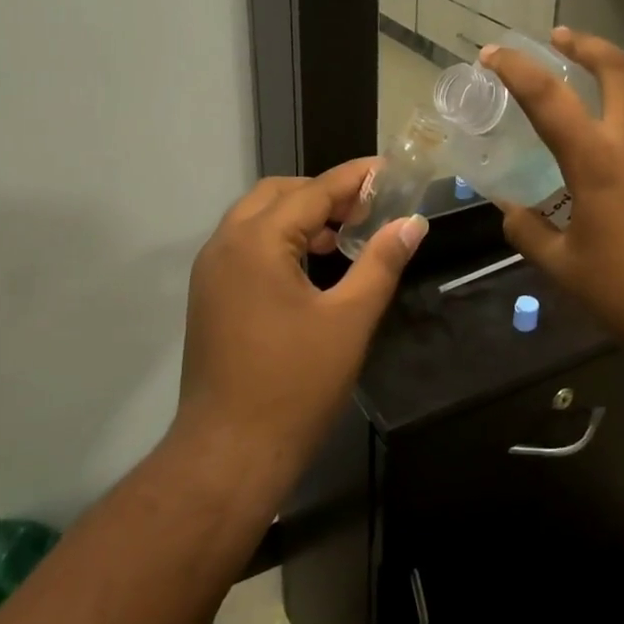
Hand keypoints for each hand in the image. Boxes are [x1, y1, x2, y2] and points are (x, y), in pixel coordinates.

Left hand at [176, 160, 426, 474]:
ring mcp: (211, 271)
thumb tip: (412, 222)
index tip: (388, 169)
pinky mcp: (210, 296)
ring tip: (346, 234)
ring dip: (300, 215)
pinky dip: (280, 239)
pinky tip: (314, 264)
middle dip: (323, 193)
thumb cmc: (296, 384)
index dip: (353, 178)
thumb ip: (381, 263)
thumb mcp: (350, 320)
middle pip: (278, 194)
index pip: (312, 191)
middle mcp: (225, 245)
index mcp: (256, 242)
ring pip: (258, 218)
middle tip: (368, 207)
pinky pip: (247, 245)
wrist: (230, 453)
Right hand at [482, 29, 623, 365]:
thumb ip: (529, 231)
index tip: (493, 53)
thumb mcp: (563, 266)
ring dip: (619, 64)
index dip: (515, 69)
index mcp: (597, 158)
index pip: (547, 97)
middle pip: (615, 67)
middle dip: (584, 45)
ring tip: (598, 63)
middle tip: (560, 37)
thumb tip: (512, 213)